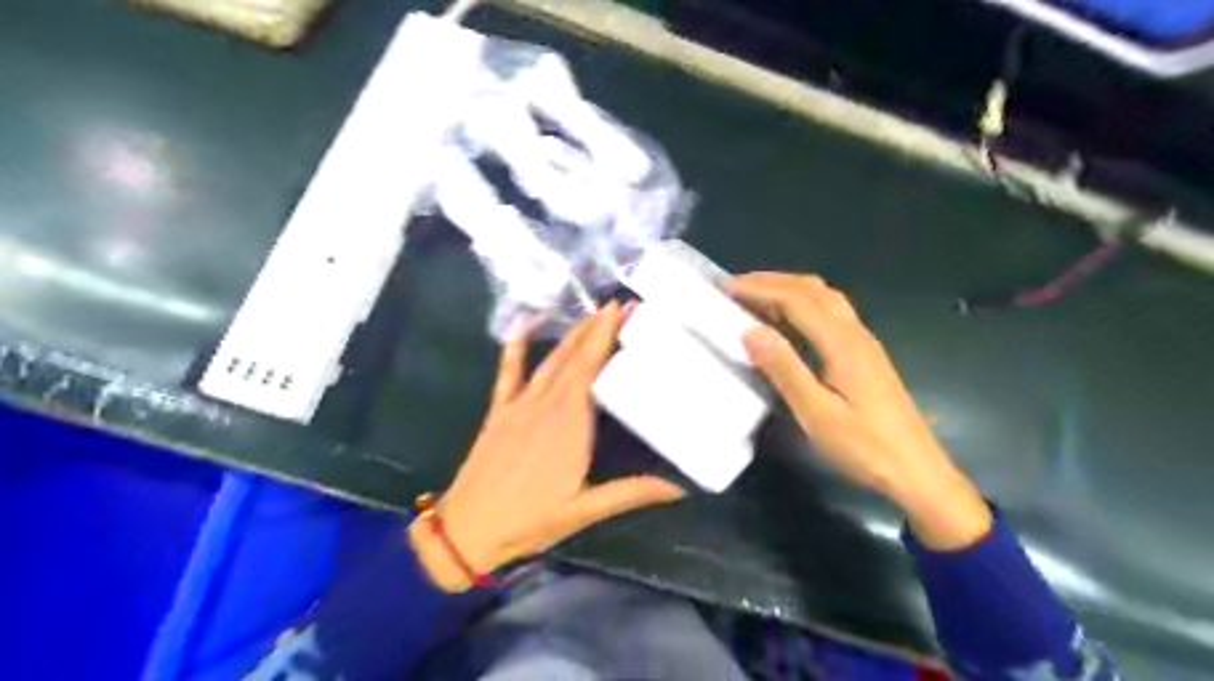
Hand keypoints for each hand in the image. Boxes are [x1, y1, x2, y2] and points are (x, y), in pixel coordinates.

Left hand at [411, 304, 686, 589]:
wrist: (466, 529)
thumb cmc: (529, 521)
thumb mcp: (584, 511)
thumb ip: (631, 493)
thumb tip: (679, 489)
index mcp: (569, 425)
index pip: (591, 369)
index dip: (606, 336)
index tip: (624, 310)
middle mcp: (545, 405)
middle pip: (573, 357)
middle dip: (596, 327)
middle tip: (619, 304)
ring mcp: (519, 405)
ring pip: (550, 360)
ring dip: (570, 334)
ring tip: (592, 313)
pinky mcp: (499, 411)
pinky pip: (508, 372)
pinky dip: (515, 348)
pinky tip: (523, 326)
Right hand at [725, 272, 990, 546]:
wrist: (918, 472)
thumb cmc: (865, 448)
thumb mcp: (817, 414)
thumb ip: (784, 369)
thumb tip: (750, 330)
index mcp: (843, 343)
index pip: (796, 300)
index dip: (759, 288)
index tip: (725, 287)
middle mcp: (855, 333)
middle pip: (813, 289)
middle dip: (772, 281)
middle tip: (735, 286)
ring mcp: (863, 343)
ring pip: (825, 298)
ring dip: (789, 288)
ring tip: (755, 296)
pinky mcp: (865, 355)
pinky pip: (830, 313)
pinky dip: (802, 304)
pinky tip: (787, 321)